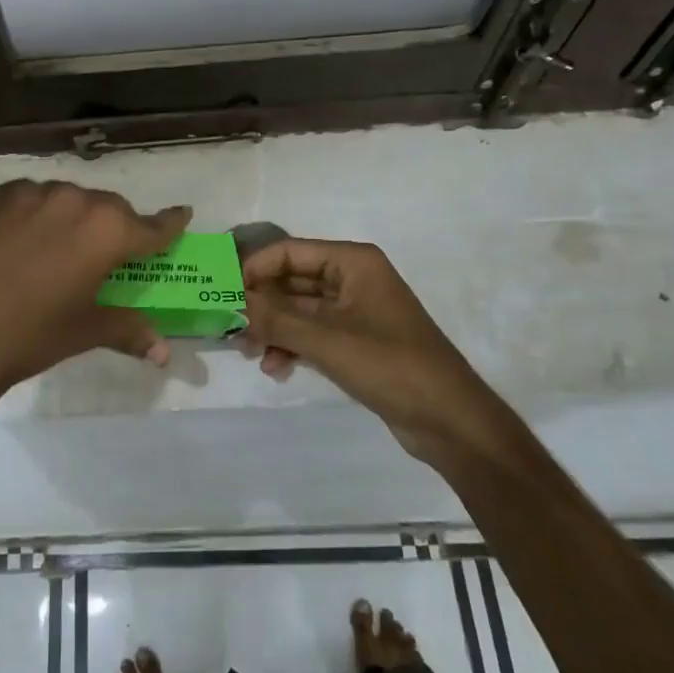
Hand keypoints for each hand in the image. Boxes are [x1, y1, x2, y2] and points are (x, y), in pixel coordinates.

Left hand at [0, 180, 191, 401]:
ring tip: (57, 250)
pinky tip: (20, 241)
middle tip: (106, 256)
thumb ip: (129, 330)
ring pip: (68, 199)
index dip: (170, 224)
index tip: (182, 215)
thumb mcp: (85, 331)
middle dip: (115, 228)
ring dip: (73, 218)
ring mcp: (32, 192)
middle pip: (109, 208)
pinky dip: (36, 214)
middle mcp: (75, 200)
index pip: (152, 225)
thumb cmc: (30, 335)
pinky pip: (30, 198)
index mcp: (107, 231)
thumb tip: (165, 352)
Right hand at [241, 239, 503, 466]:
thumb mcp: (327, 341)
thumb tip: (231, 301)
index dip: (254, 269)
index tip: (223, 294)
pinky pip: (312, 333)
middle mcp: (352, 278)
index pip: (289, 252)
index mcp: (352, 262)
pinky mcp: (355, 341)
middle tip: (230, 327)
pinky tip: (276, 368)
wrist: (450, 420)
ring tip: (250, 353)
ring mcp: (354, 311)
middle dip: (261, 303)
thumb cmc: (391, 366)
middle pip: (291, 280)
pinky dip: (292, 346)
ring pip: (298, 310)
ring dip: (273, 328)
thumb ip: (275, 319)